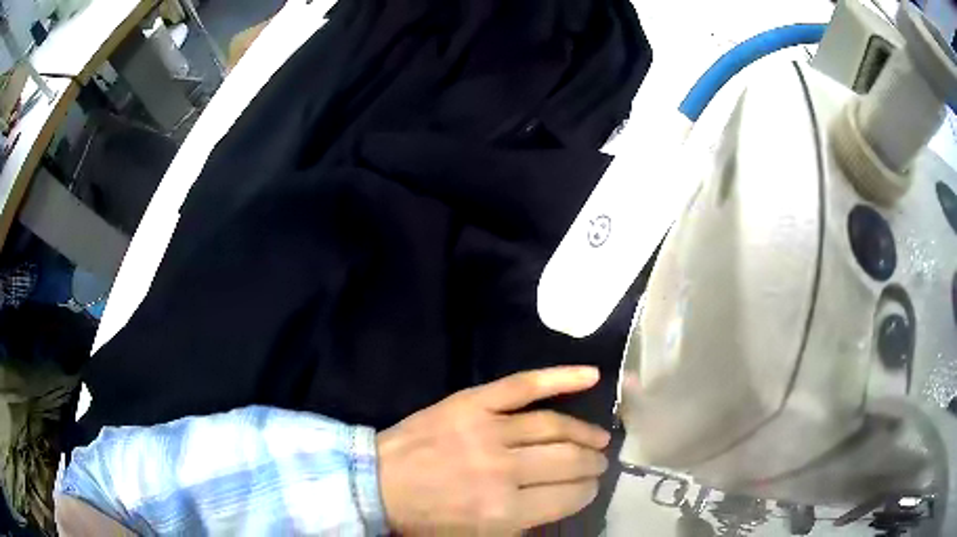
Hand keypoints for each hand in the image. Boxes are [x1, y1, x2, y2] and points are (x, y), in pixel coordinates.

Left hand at [376, 366, 609, 534]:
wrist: (378, 484)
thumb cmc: (427, 518)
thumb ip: (522, 525)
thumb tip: (561, 503)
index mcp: (504, 511)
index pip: (569, 496)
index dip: (587, 491)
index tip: (590, 487)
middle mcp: (503, 470)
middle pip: (568, 460)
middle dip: (592, 463)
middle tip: (599, 462)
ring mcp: (488, 430)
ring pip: (554, 426)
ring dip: (585, 433)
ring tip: (599, 438)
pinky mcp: (473, 402)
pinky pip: (524, 385)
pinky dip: (560, 378)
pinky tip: (592, 375)